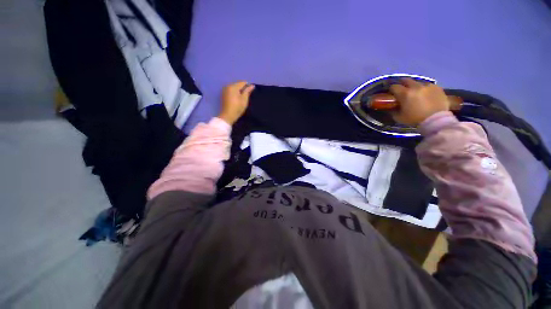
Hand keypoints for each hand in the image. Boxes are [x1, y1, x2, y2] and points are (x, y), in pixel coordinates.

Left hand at [218, 81, 254, 124]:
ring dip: (238, 91)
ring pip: (234, 87)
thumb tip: (252, 85)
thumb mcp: (244, 99)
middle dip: (243, 88)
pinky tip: (237, 99)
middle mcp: (228, 86)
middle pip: (237, 84)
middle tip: (247, 96)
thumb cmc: (237, 108)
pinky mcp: (223, 95)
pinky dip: (235, 93)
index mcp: (233, 86)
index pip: (242, 82)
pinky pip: (231, 91)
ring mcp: (224, 90)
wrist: (227, 116)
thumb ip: (247, 91)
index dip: (248, 86)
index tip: (251, 92)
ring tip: (242, 97)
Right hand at [389, 78, 450, 125]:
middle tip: (401, 89)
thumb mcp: (399, 117)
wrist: (436, 120)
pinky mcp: (437, 87)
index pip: (394, 87)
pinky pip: (428, 85)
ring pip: (417, 82)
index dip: (391, 90)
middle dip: (402, 84)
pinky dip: (424, 88)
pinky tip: (425, 94)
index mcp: (405, 93)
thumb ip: (393, 110)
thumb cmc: (415, 119)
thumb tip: (391, 107)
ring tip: (415, 92)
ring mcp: (427, 86)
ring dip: (414, 86)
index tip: (391, 93)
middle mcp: (415, 87)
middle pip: (406, 80)